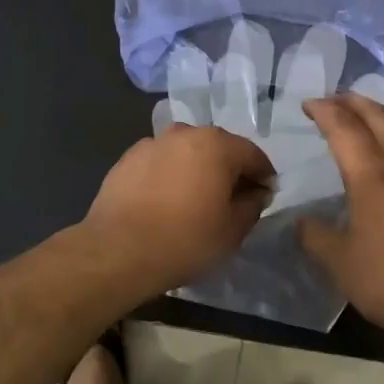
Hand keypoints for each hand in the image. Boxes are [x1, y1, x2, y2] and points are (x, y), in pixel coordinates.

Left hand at [82, 125, 273, 297]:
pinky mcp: (127, 159)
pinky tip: (167, 201)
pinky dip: (170, 175)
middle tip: (233, 200)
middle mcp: (185, 133)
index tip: (265, 197)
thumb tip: (257, 192)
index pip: (253, 155)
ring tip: (196, 200)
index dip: (264, 176)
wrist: (118, 250)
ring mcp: (152, 143)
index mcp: (217, 144)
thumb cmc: (185, 240)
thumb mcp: (233, 230)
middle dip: (230, 170)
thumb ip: (252, 204)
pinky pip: (161, 163)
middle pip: (219, 148)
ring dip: (198, 170)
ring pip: (187, 153)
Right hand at [298, 95, 383, 346]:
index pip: (344, 131)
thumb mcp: (339, 266)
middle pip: (381, 119)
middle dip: (356, 102)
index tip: (309, 104)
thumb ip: (315, 238)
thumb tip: (302, 221)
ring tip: (379, 110)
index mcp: (371, 181)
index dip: (325, 112)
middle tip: (338, 97)